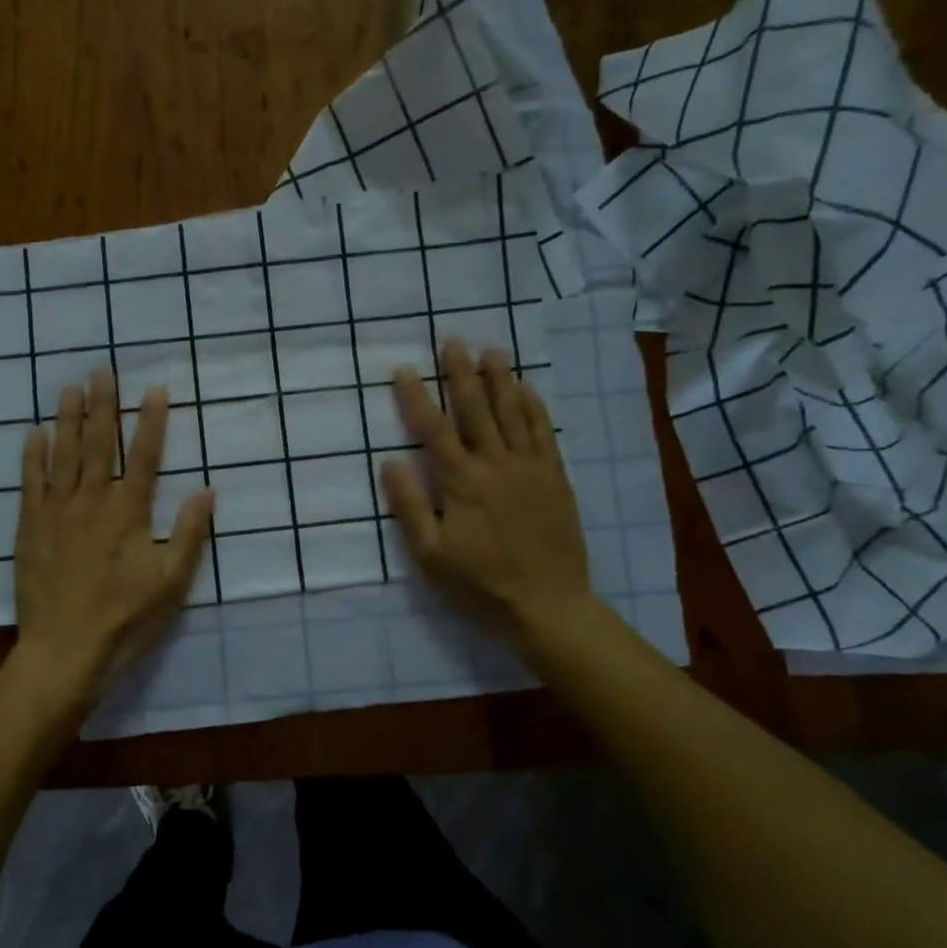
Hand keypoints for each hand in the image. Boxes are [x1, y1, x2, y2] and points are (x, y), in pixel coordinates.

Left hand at [8, 369, 213, 721]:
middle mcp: (91, 502)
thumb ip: (188, 534)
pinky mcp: (30, 528)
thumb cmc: (124, 619)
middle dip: (103, 406)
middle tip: (101, 371)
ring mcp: (57, 513)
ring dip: (68, 419)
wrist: (64, 651)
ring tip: (70, 387)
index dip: (150, 421)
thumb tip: (207, 490)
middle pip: (98, 445)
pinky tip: (35, 433)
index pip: (143, 457)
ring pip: (63, 456)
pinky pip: (31, 483)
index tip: (154, 389)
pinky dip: (33, 456)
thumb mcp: (170, 583)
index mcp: (128, 514)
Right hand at [380, 340, 600, 645]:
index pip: (433, 429)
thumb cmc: (480, 584)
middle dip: (461, 373)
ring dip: (499, 379)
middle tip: (453, 341)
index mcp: (461, 483)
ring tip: (490, 351)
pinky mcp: (555, 478)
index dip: (416, 397)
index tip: (404, 368)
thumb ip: (410, 506)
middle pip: (476, 409)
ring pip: (513, 413)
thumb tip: (391, 462)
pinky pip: (544, 432)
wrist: (549, 606)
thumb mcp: (430, 555)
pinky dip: (534, 407)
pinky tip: (527, 389)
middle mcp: (496, 465)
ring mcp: (530, 468)